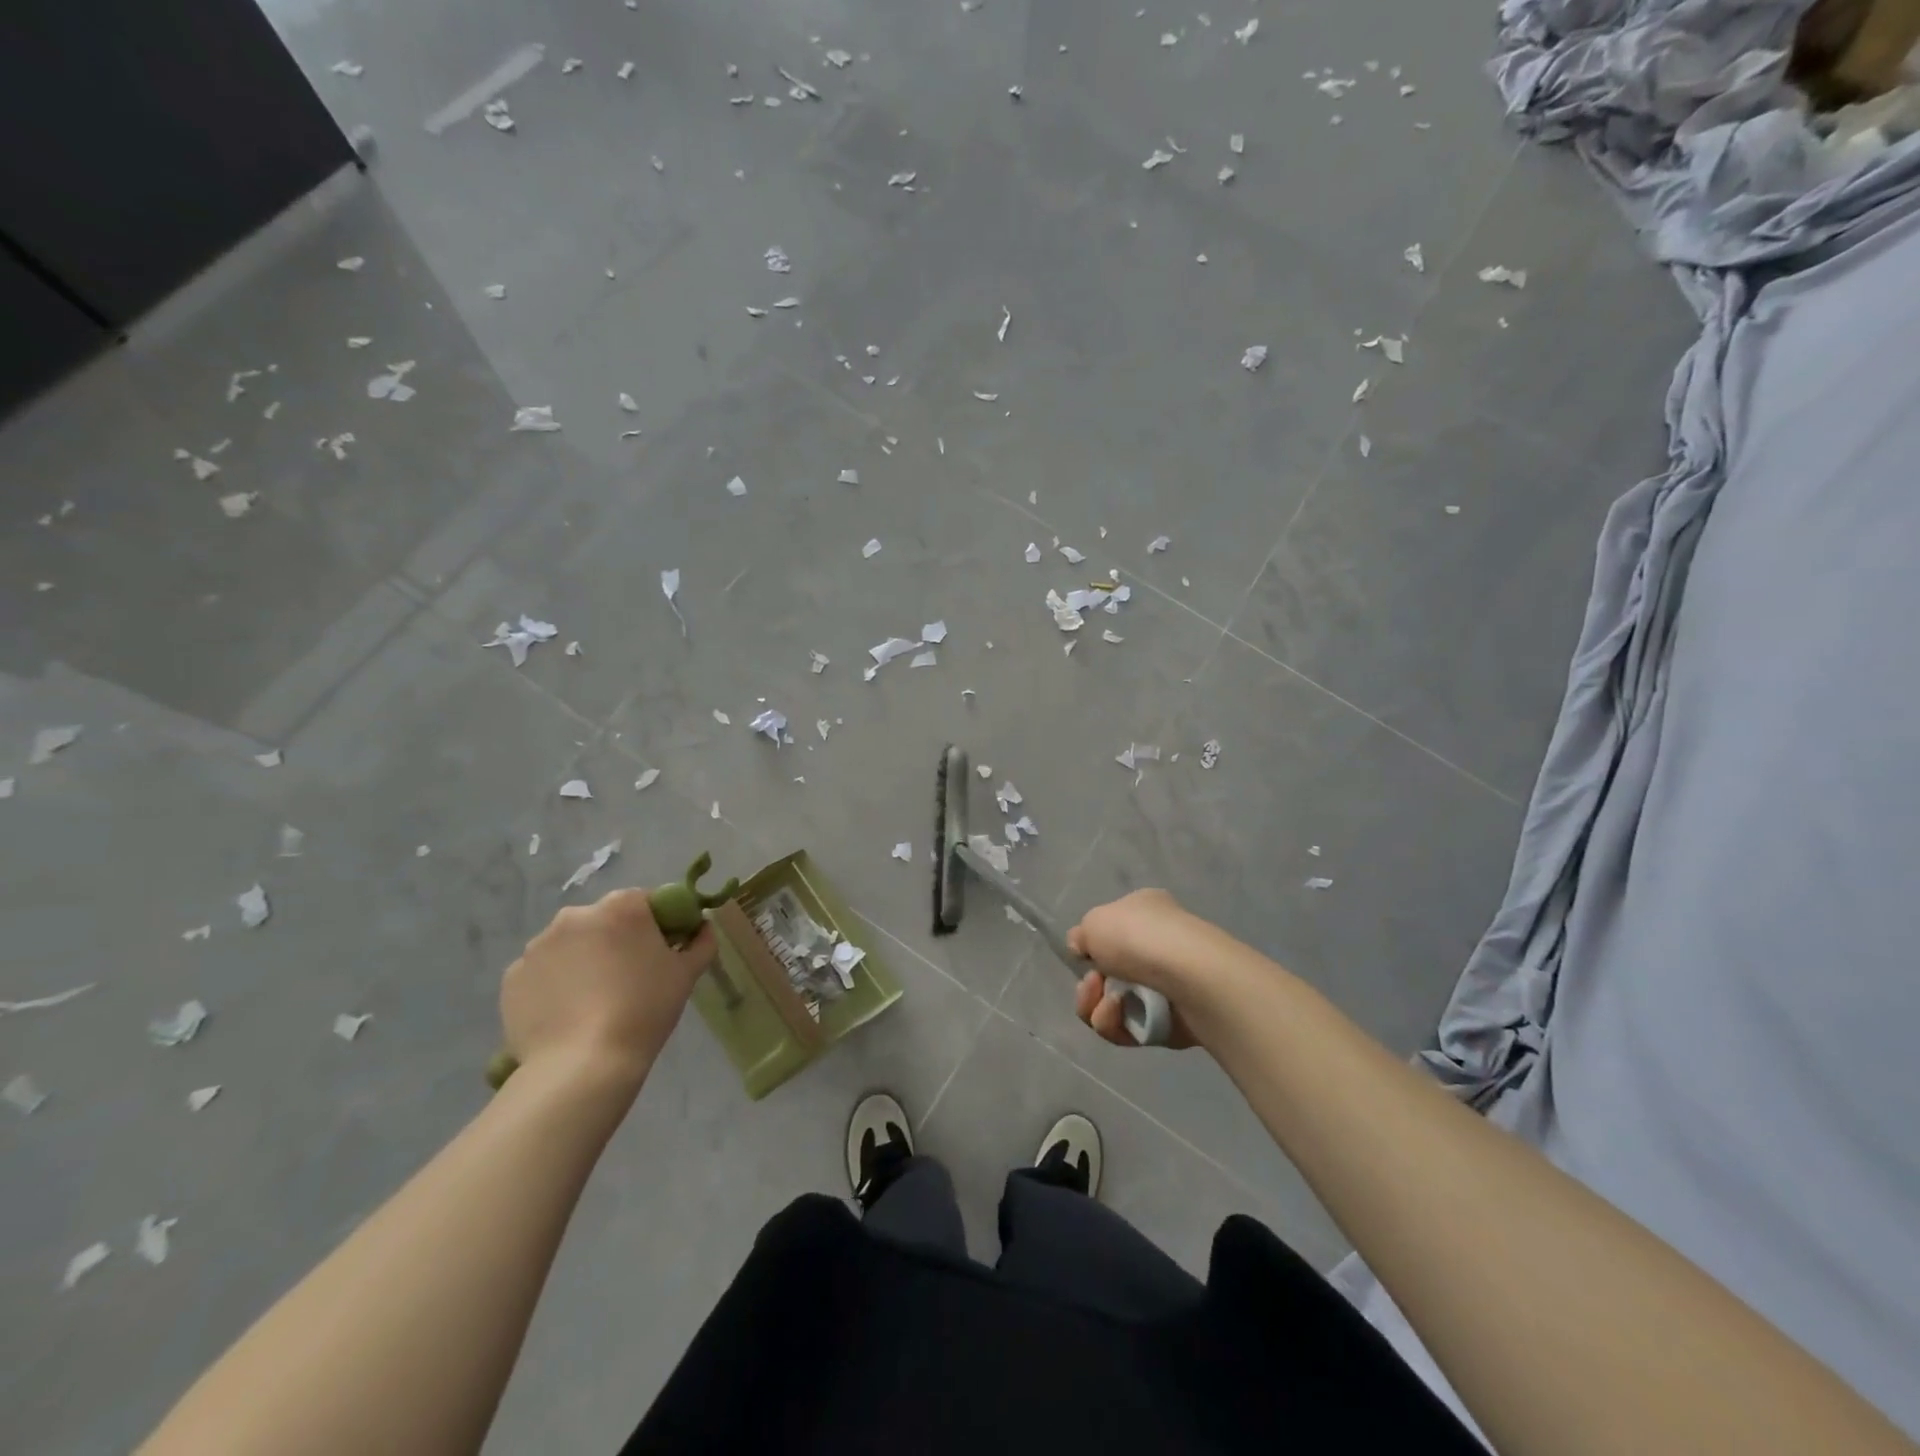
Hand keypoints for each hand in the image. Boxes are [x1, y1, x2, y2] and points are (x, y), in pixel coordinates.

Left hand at [500, 888, 717, 1090]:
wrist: (583, 1065)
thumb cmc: (644, 1010)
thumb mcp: (687, 975)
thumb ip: (701, 942)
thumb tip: (702, 928)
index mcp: (621, 906)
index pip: (644, 902)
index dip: (655, 926)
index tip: (660, 955)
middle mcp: (576, 915)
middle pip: (603, 921)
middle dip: (615, 942)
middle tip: (628, 980)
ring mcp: (538, 945)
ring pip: (570, 946)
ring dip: (582, 961)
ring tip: (593, 1003)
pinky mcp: (513, 977)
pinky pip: (542, 972)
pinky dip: (554, 985)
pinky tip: (567, 1014)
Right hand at [1067, 888, 1211, 1048]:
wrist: (1189, 975)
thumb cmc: (1138, 936)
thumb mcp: (1094, 921)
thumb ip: (1081, 936)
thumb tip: (1084, 950)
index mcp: (1145, 912)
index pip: (1111, 932)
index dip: (1091, 948)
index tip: (1083, 957)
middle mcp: (1158, 946)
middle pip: (1108, 975)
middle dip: (1090, 986)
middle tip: (1092, 985)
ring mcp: (1166, 986)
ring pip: (1114, 1006)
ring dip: (1098, 1007)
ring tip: (1110, 1003)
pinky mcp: (1170, 1023)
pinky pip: (1129, 1029)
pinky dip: (1116, 1024)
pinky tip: (1119, 1014)